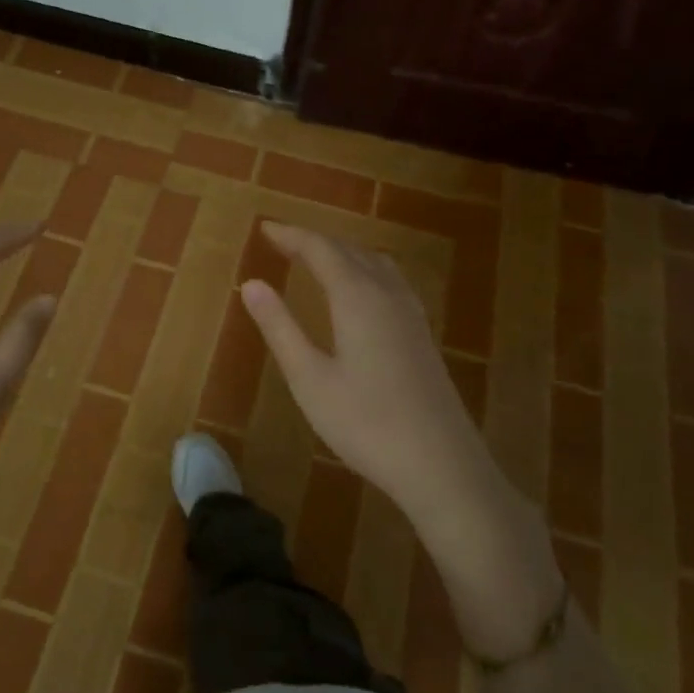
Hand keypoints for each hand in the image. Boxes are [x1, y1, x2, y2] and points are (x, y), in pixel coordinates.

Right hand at [239, 222, 490, 517]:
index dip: (291, 235)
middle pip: (349, 250)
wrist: (441, 464)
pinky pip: (390, 279)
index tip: (265, 228)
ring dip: (342, 252)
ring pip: (374, 262)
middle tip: (282, 241)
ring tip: (316, 259)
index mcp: (357, 296)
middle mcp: (387, 292)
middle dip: (314, 241)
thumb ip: (280, 327)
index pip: (320, 249)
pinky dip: (365, 268)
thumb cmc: (366, 423)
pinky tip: (361, 291)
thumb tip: (252, 283)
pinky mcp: (422, 332)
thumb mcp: (310, 379)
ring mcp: (410, 312)